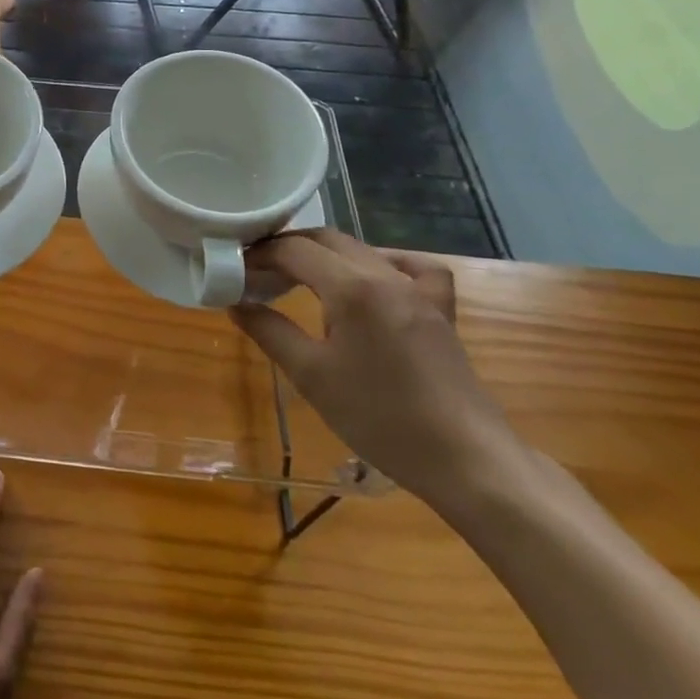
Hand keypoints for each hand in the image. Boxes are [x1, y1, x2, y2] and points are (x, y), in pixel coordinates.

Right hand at [231, 230, 521, 506]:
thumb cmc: (380, 418)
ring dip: (324, 254)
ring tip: (298, 277)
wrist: (465, 459)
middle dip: (286, 248)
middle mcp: (385, 275)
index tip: (235, 269)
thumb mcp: (311, 376)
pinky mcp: (439, 309)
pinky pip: (413, 267)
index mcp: (352, 288)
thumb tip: (236, 302)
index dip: (258, 255)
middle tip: (257, 271)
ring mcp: (418, 290)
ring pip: (362, 249)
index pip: (293, 251)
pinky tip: (372, 279)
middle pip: (325, 240)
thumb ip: (269, 331)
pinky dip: (385, 263)